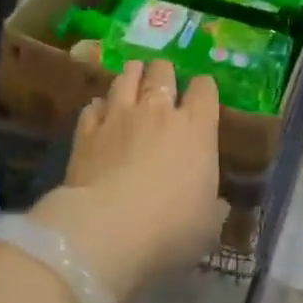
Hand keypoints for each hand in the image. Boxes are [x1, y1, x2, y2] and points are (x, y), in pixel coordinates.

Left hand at [31, 60, 224, 302]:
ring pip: (126, 77)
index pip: (205, 88)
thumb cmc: (170, 230)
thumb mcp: (208, 226)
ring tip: (132, 81)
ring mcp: (119, 117)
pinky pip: (93, 106)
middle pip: (162, 71)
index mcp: (196, 128)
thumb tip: (217, 205)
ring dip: (131, 76)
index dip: (203, 88)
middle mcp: (159, 111)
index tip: (201, 98)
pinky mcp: (86, 131)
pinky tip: (100, 115)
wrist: (107, 231)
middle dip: (163, 73)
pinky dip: (99, 107)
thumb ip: (213, 208)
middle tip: (162, 84)